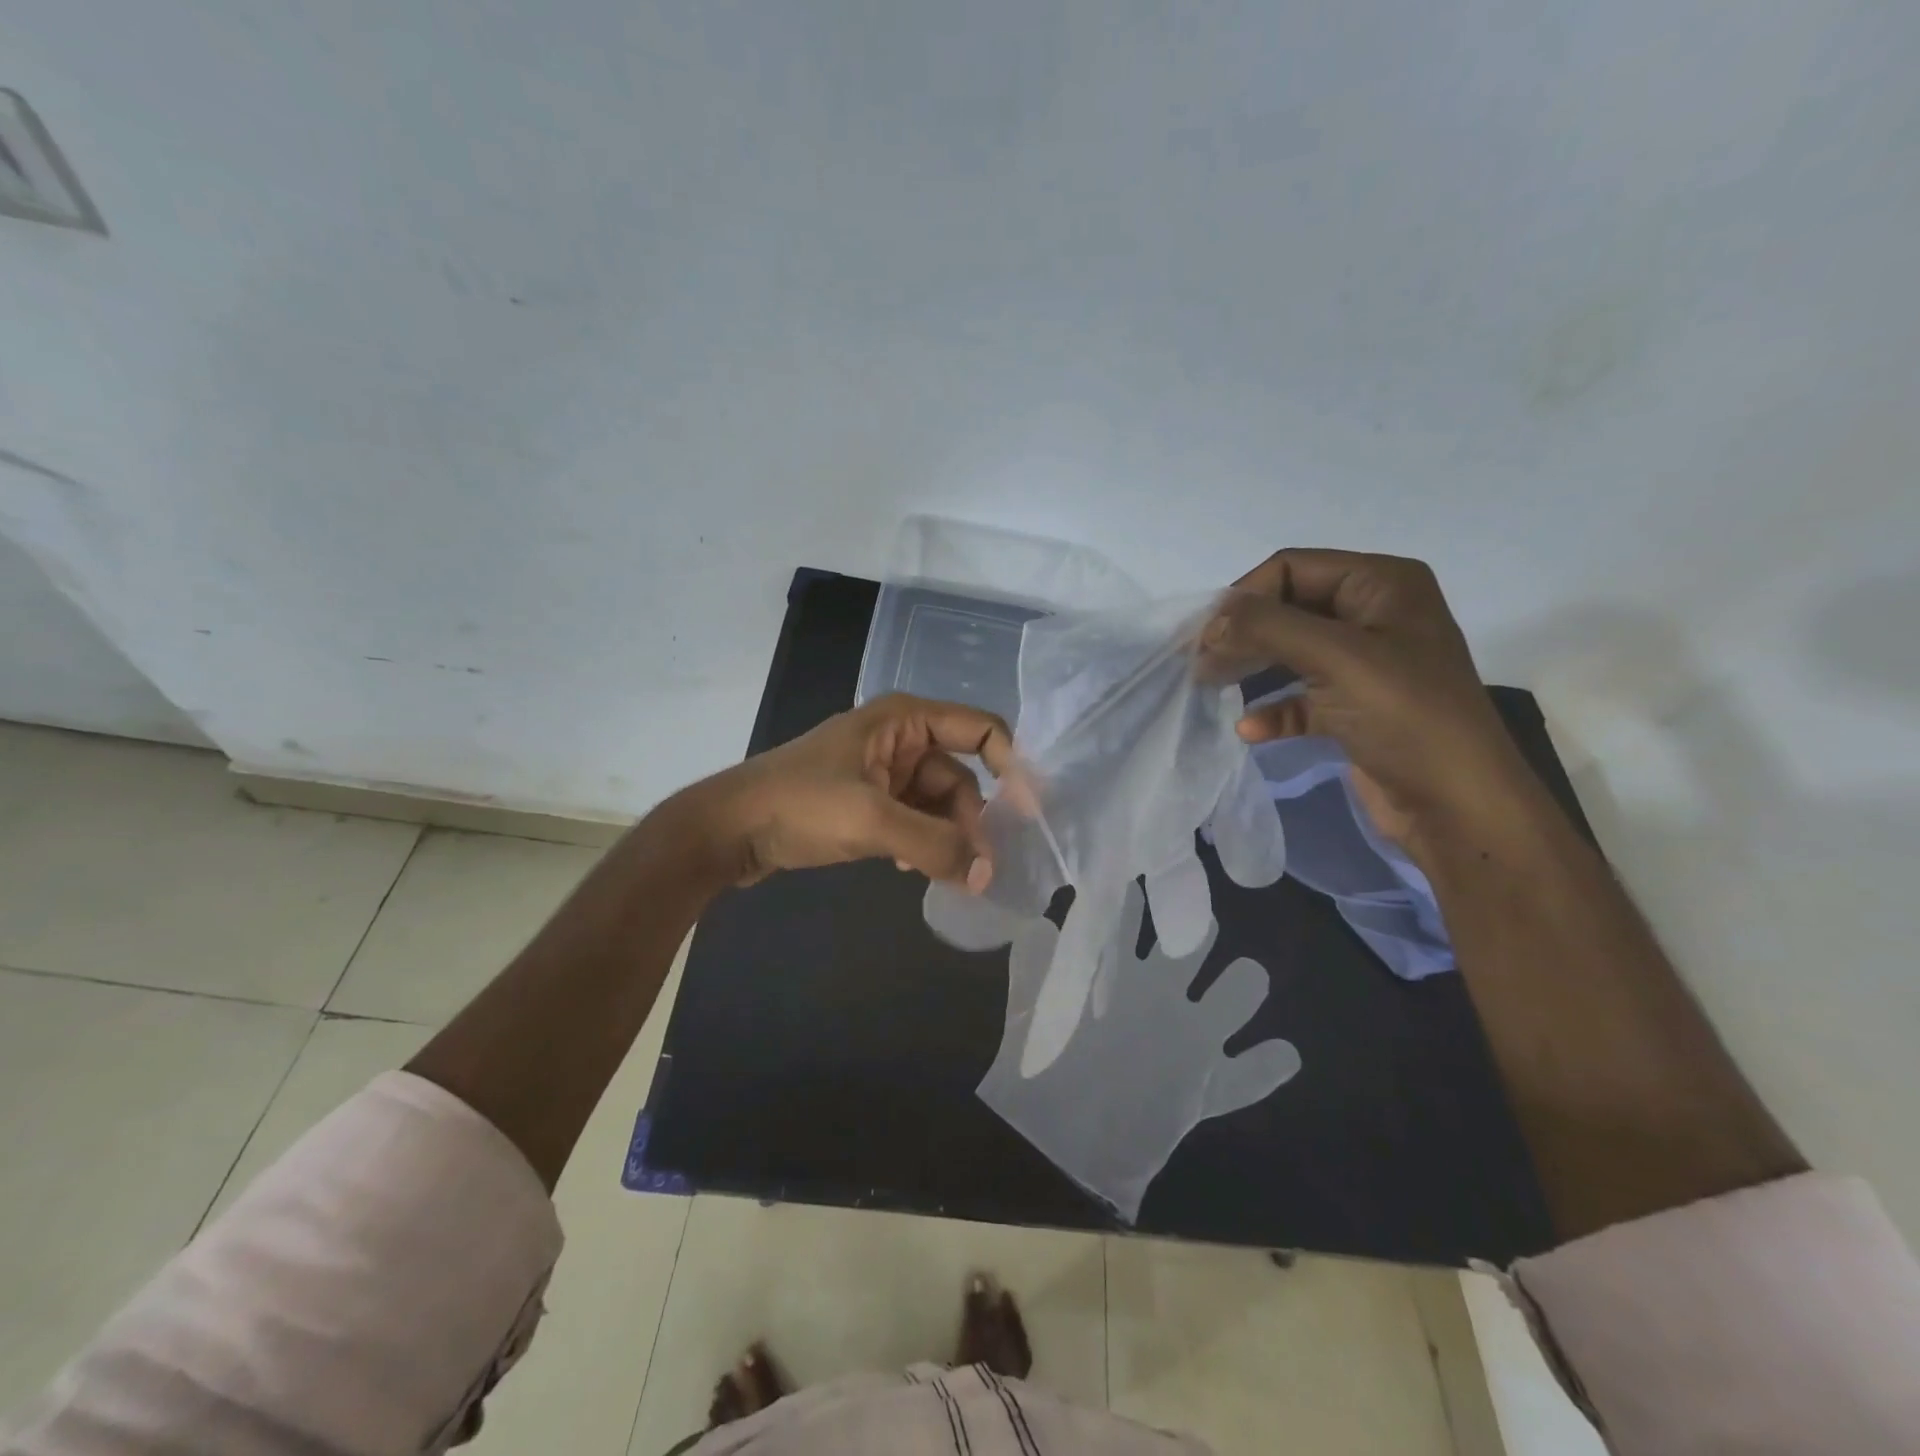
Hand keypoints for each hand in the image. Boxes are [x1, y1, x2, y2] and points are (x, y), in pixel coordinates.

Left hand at [670, 693, 1013, 888]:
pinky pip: (913, 818)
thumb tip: (986, 875)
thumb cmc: (798, 805)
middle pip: (960, 776)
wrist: (727, 829)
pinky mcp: (867, 800)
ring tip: (942, 873)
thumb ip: (933, 845)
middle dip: (971, 820)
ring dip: (945, 836)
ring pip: (937, 803)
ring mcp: (881, 770)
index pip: (980, 730)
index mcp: (904, 719)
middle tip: (977, 870)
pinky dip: (920, 841)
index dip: (1011, 766)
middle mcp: (899, 738)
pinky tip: (907, 867)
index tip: (1029, 815)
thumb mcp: (871, 821)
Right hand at [1202, 549, 1534, 847]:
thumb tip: (1210, 621)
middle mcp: (1374, 616)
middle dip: (1242, 633)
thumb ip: (1267, 627)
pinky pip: (1301, 698)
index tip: (1204, 635)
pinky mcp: (1354, 710)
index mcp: (1382, 584)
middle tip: (1199, 662)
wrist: (1458, 807)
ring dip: (1250, 668)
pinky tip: (1251, 729)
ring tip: (1209, 686)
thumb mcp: (1337, 657)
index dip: (1245, 596)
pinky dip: (1273, 709)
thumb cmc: (1405, 716)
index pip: (1293, 568)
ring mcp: (1365, 665)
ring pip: (1290, 653)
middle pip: (1287, 609)